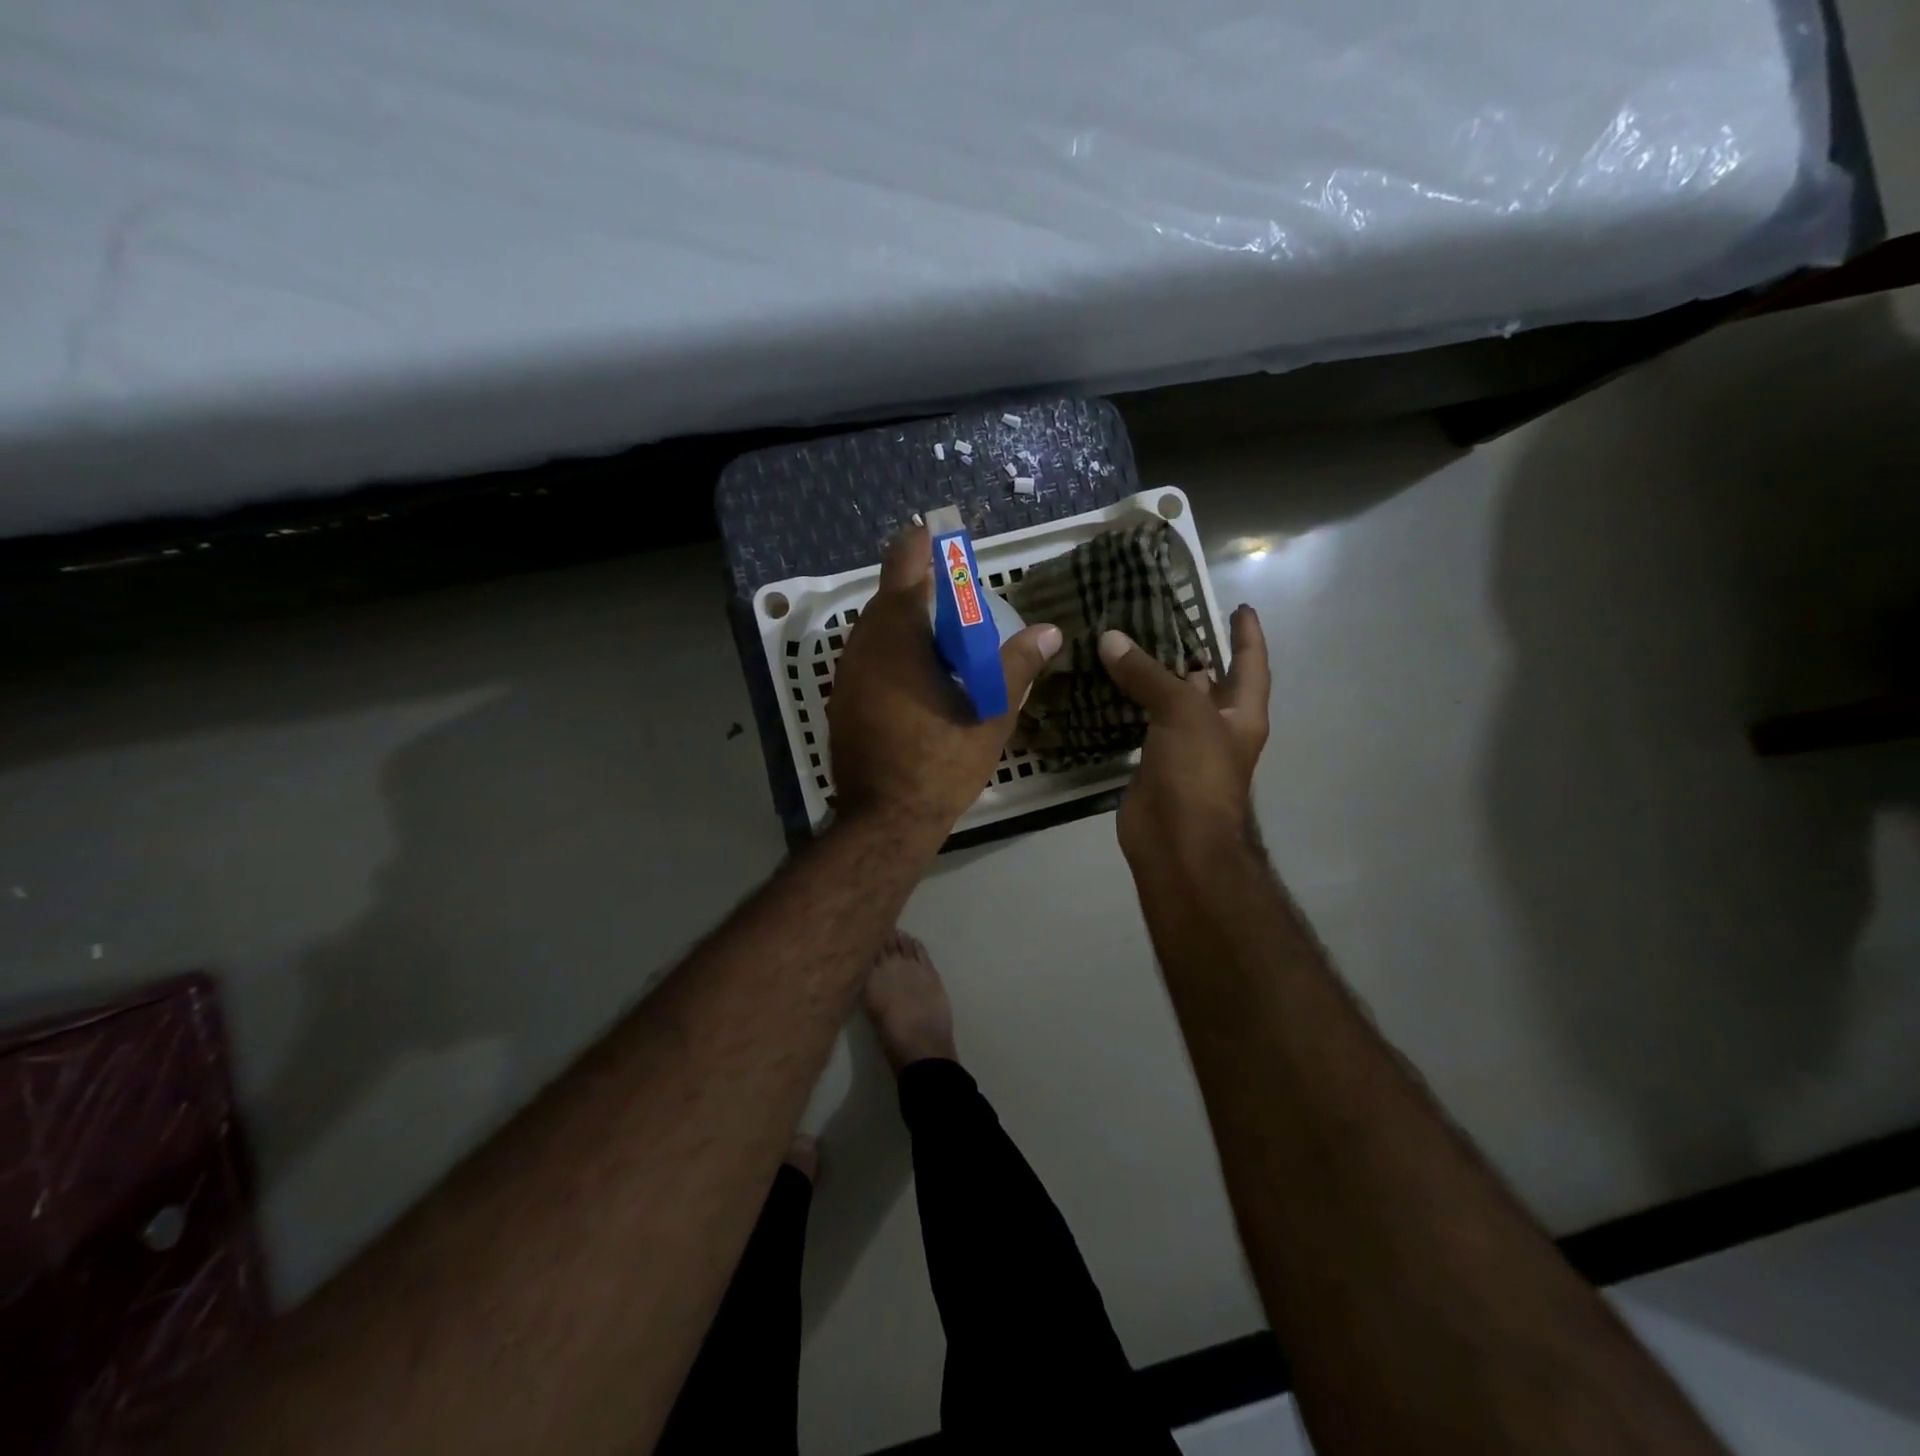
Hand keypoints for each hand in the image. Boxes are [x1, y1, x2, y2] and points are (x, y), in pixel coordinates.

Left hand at [829, 524, 1062, 840]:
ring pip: (877, 628)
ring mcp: (846, 673)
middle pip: (890, 596)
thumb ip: (1016, 667)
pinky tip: (923, 675)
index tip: (941, 535)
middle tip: (962, 600)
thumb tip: (1049, 631)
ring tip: (949, 640)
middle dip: (923, 589)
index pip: (903, 565)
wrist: (883, 820)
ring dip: (909, 622)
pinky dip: (895, 650)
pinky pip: (869, 655)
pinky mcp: (841, 698)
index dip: (921, 544)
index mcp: (898, 637)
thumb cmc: (939, 766)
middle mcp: (863, 645)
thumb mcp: (989, 716)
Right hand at [1099, 604, 1270, 869]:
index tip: (1238, 606)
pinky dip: (1124, 705)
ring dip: (1150, 677)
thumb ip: (1147, 673)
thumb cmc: (1197, 773)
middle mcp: (1215, 726)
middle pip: (1206, 680)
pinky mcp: (1151, 762)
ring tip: (1124, 641)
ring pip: (1167, 701)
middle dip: (1190, 651)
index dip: (1247, 634)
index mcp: (1240, 713)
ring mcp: (1182, 746)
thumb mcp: (1181, 712)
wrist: (1176, 841)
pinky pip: (1138, 724)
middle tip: (1160, 616)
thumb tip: (1110, 638)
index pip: (1250, 663)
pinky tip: (1102, 684)